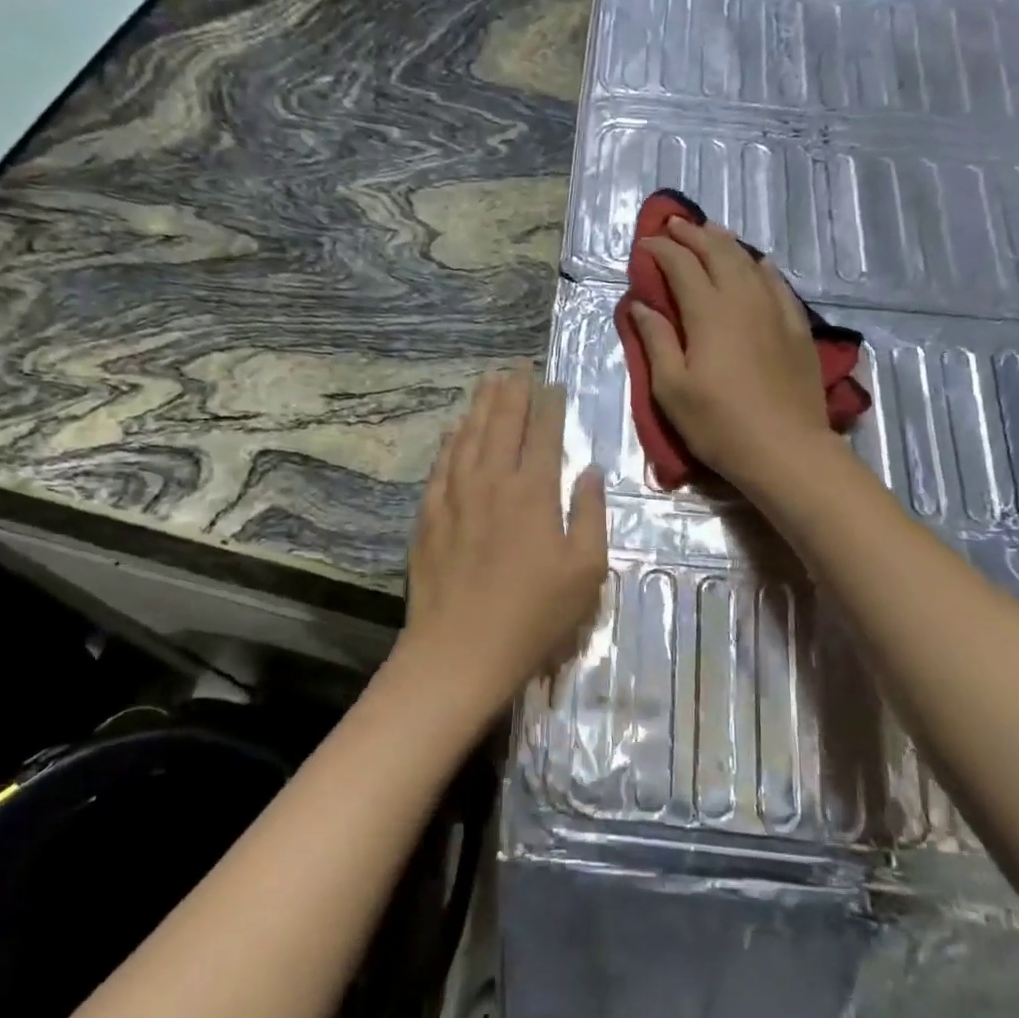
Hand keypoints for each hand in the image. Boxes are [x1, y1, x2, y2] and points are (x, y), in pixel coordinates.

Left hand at [392, 370, 607, 729]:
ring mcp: (454, 496)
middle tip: (516, 367)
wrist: (460, 650)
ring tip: (487, 381)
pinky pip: (441, 465)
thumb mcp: (585, 570)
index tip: (552, 384)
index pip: (543, 434)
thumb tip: (589, 470)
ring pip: (467, 437)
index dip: (549, 405)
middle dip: (511, 392)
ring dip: (479, 406)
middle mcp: (492, 481)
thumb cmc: (534, 615)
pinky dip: (450, 441)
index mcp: (533, 492)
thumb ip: (589, 513)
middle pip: (501, 424)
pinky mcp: (429, 516)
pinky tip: (454, 429)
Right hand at [628, 218, 832, 494]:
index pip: (681, 266)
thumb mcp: (671, 389)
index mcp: (708, 312)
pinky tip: (758, 263)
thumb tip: (641, 305)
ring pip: (749, 262)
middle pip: (717, 253)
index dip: (660, 251)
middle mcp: (743, 300)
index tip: (644, 245)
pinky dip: (761, 267)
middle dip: (692, 235)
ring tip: (710, 232)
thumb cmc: (718, 424)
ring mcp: (775, 311)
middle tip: (673, 225)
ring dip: (725, 243)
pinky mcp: (797, 328)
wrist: (786, 449)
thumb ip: (656, 341)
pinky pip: (778, 284)